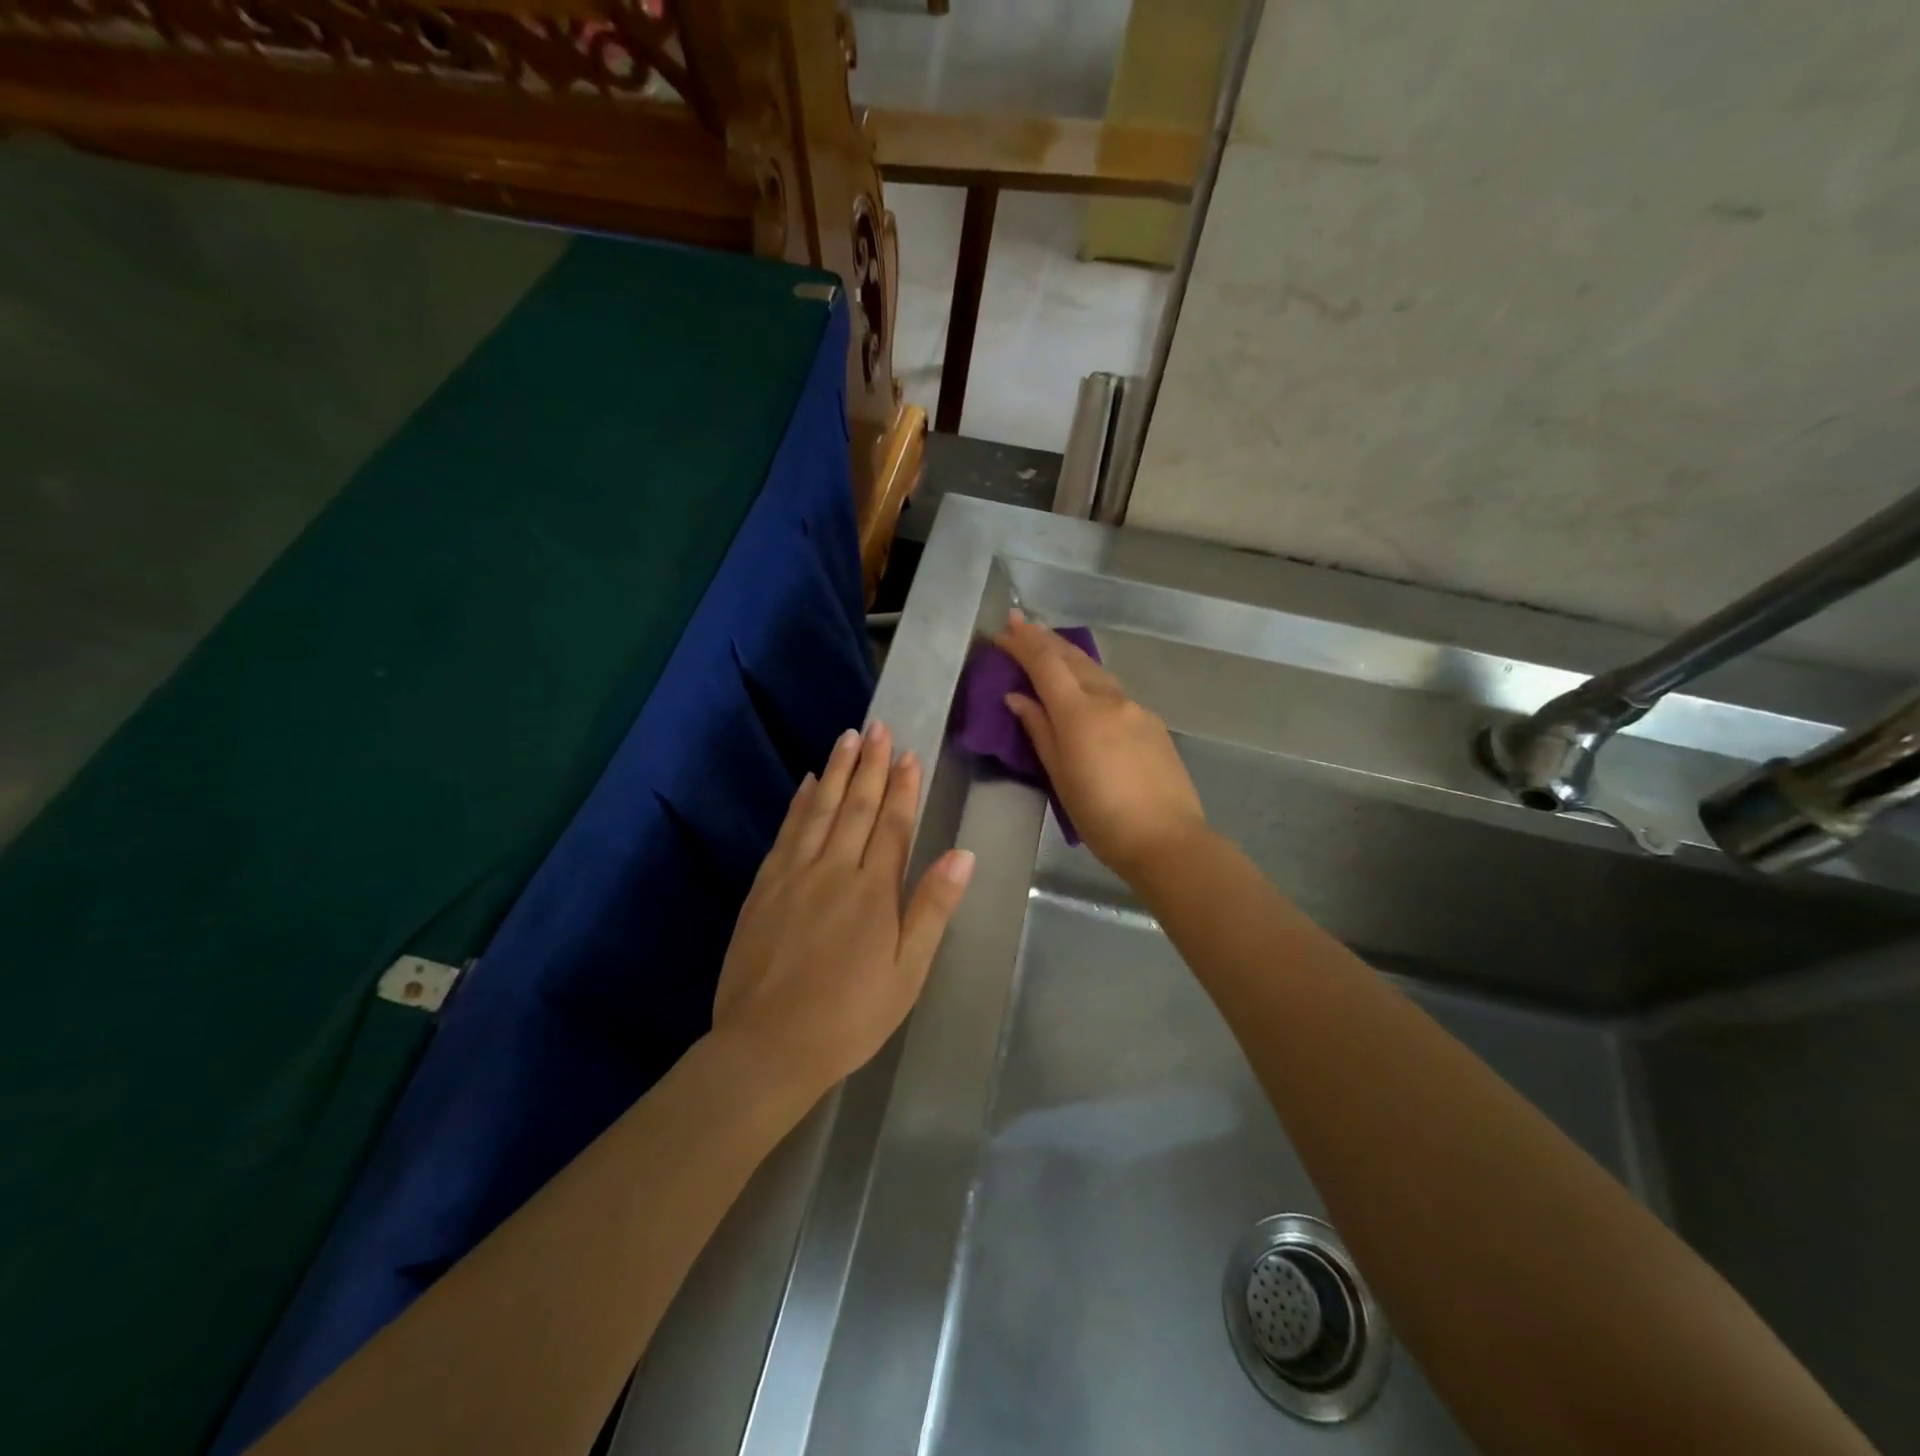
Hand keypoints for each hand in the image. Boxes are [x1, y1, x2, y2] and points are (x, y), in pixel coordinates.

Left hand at [712, 721, 974, 1097]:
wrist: (767, 1045)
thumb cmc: (850, 1016)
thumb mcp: (907, 971)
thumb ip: (932, 908)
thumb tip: (962, 854)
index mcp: (874, 891)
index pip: (893, 825)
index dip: (903, 787)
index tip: (908, 754)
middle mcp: (834, 870)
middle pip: (856, 806)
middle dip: (871, 765)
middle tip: (878, 727)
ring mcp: (794, 875)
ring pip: (820, 810)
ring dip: (837, 771)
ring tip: (848, 737)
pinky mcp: (763, 887)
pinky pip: (786, 831)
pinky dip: (799, 802)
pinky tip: (807, 783)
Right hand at [995, 609, 1207, 880]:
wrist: (1167, 840)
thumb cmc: (1102, 817)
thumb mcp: (1060, 777)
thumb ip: (1039, 731)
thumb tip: (1018, 697)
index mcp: (1080, 713)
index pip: (1046, 664)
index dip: (1023, 643)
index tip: (1004, 628)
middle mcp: (1110, 699)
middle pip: (1073, 658)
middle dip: (1044, 639)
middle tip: (1021, 624)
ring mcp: (1136, 709)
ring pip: (1097, 672)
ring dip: (1069, 656)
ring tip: (1049, 650)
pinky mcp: (1153, 723)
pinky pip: (1115, 691)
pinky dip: (1092, 680)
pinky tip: (1086, 689)